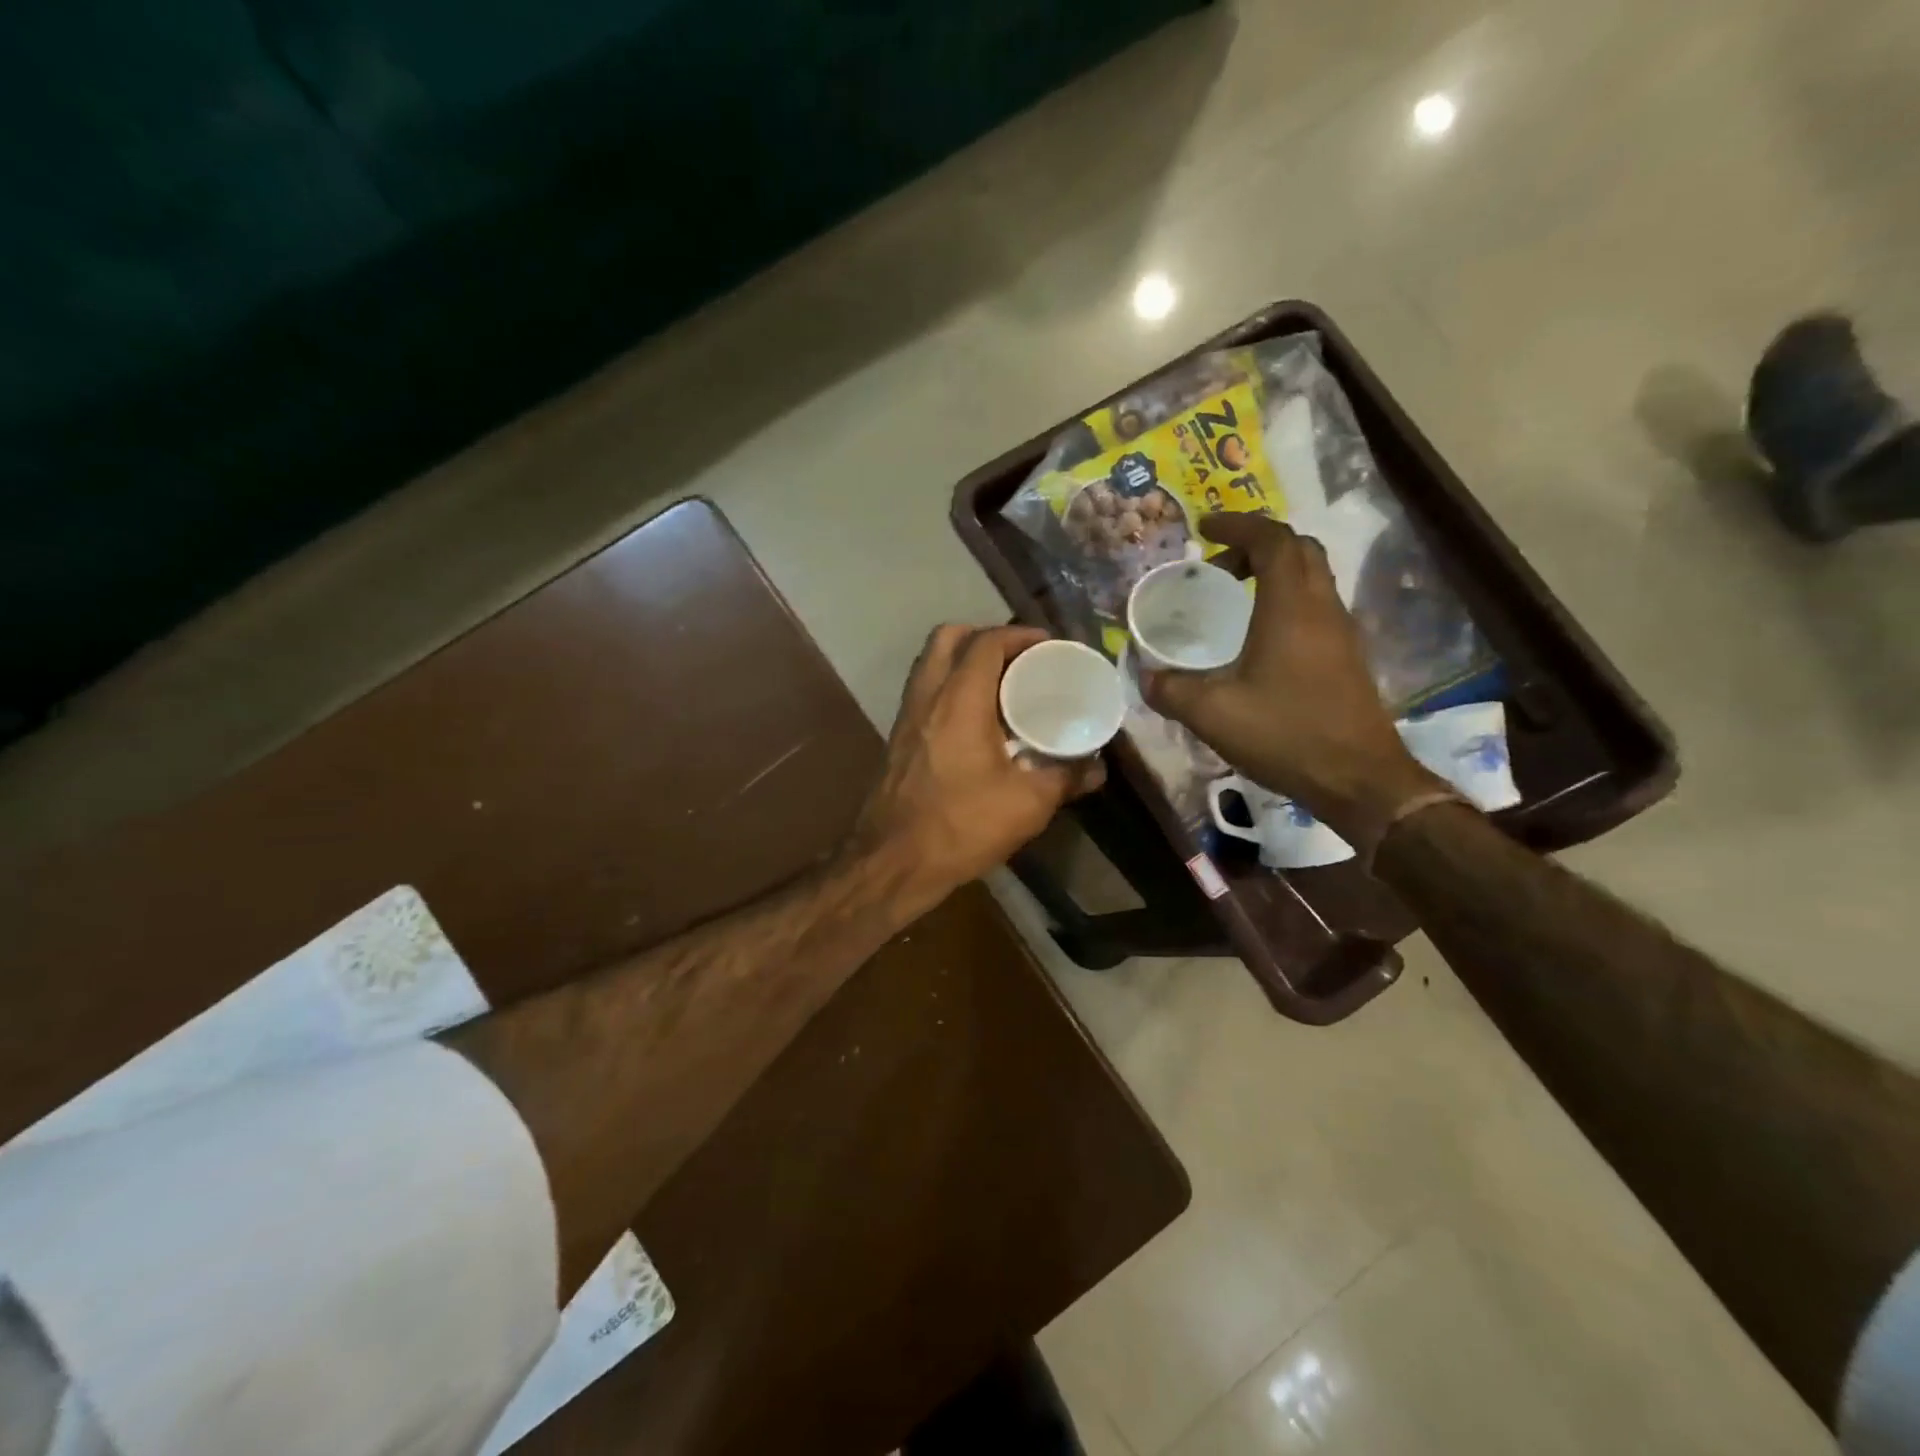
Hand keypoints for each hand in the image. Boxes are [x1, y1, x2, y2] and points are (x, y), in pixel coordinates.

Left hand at [850, 625, 1105, 910]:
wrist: (892, 862)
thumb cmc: (961, 826)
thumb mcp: (1027, 804)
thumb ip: (1065, 778)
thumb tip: (1097, 768)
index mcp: (959, 700)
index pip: (986, 642)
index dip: (1019, 634)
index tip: (1048, 645)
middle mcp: (927, 697)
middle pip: (947, 638)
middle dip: (985, 636)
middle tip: (1018, 658)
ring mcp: (906, 717)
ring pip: (930, 664)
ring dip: (963, 661)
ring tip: (1001, 685)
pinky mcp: (898, 739)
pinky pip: (925, 692)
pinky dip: (950, 688)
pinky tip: (977, 721)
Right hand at [1140, 513, 1443, 851]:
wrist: (1358, 779)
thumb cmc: (1286, 734)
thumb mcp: (1212, 714)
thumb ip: (1171, 690)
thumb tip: (1145, 676)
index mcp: (1291, 607)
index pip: (1271, 540)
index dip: (1237, 525)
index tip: (1203, 529)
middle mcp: (1322, 607)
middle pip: (1298, 549)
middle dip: (1255, 545)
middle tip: (1216, 567)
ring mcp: (1341, 631)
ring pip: (1312, 577)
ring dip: (1273, 573)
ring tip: (1232, 598)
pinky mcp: (1347, 656)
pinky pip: (1316, 606)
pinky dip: (1286, 600)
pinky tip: (1259, 639)